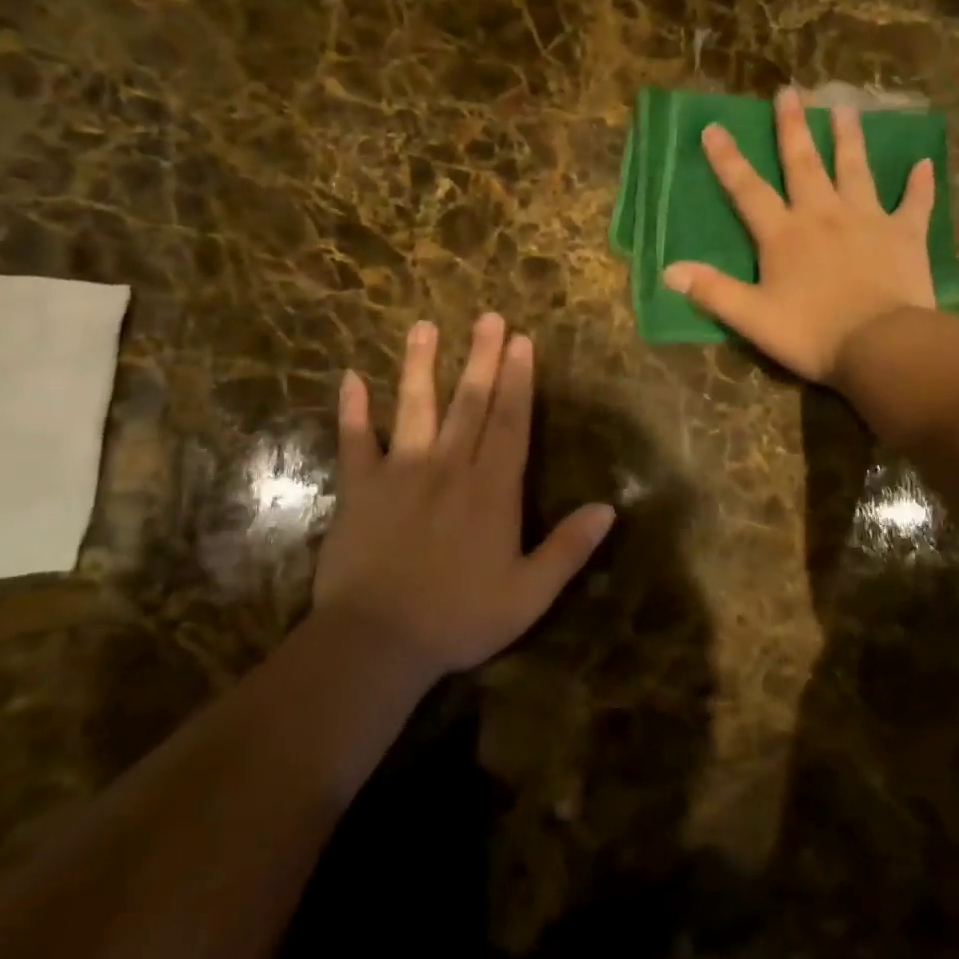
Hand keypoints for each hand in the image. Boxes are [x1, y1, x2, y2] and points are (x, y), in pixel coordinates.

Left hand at [313, 314, 615, 679]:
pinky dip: (352, 410)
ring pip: (414, 408)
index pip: (510, 423)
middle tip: (488, 317)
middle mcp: (449, 468)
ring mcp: (400, 473)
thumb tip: (609, 508)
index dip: (518, 381)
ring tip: (423, 326)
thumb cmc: (459, 618)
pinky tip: (349, 377)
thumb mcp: (529, 594)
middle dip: (481, 358)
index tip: (522, 342)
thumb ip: (568, 548)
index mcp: (492, 490)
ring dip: (419, 366)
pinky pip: (355, 441)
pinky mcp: (360, 489)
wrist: (377, 641)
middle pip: (469, 403)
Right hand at [662, 87, 936, 381]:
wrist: (881, 346)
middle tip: (789, 92)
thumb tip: (668, 270)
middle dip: (793, 128)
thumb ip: (712, 291)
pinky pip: (914, 203)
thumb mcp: (752, 318)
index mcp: (784, 235)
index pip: (748, 190)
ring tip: (845, 108)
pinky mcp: (905, 235)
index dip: (728, 160)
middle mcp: (823, 215)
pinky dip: (919, 184)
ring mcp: (867, 220)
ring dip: (848, 138)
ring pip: (855, 169)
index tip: (713, 127)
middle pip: (804, 164)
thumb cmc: (812, 334)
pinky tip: (925, 163)